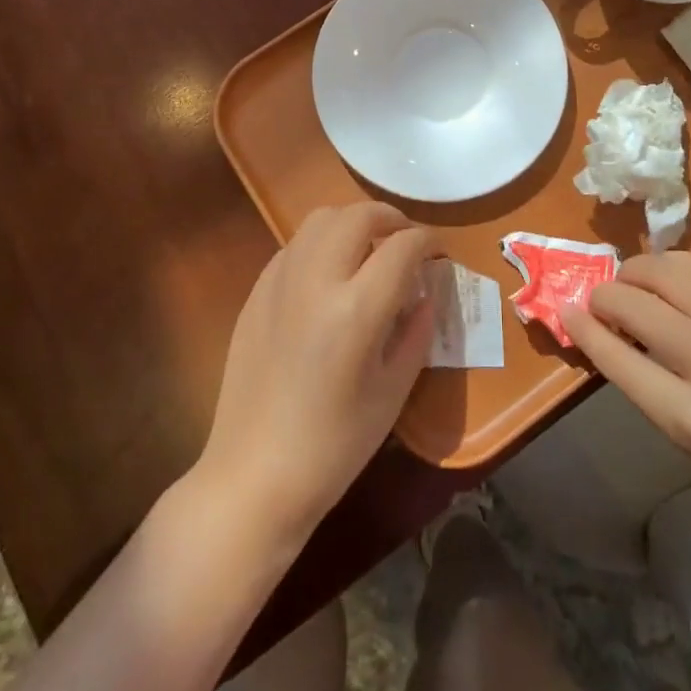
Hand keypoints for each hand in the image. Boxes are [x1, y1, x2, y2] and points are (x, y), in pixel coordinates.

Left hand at [199, 203, 436, 541]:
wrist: (254, 475)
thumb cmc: (334, 445)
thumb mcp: (393, 391)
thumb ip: (416, 331)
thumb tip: (425, 291)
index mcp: (356, 310)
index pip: (402, 247)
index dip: (427, 241)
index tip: (437, 252)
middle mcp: (316, 280)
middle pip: (358, 215)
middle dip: (390, 218)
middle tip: (405, 242)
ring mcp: (280, 281)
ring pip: (322, 219)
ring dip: (353, 222)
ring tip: (367, 249)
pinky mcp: (256, 291)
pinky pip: (295, 245)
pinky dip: (321, 242)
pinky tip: (329, 274)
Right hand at [562, 252, 690, 537]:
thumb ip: (647, 385)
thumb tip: (603, 330)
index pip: (617, 357)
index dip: (583, 328)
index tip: (566, 309)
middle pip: (634, 304)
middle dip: (604, 295)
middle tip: (601, 300)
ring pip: (664, 270)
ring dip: (635, 272)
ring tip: (633, 283)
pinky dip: (674, 267)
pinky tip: (671, 278)